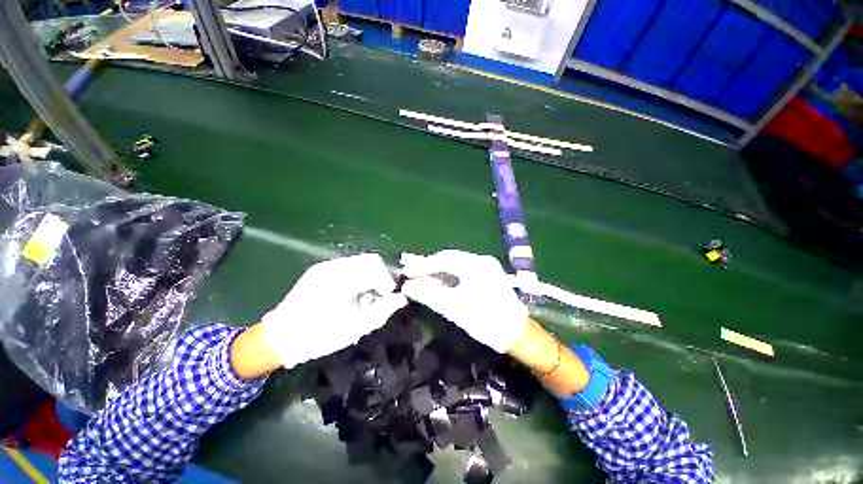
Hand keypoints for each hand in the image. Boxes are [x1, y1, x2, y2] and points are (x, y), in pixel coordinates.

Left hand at [261, 253, 406, 368]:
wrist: (278, 339)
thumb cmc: (316, 336)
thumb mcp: (353, 328)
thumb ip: (381, 311)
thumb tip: (402, 299)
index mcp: (339, 278)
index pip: (375, 266)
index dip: (387, 282)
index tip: (386, 299)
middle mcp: (332, 266)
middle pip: (370, 261)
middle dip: (380, 279)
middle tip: (377, 300)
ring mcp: (325, 267)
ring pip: (361, 264)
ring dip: (370, 279)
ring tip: (363, 301)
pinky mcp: (321, 271)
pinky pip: (350, 268)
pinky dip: (359, 280)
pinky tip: (351, 298)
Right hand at [399, 250, 527, 352]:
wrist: (518, 335)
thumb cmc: (486, 321)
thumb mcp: (455, 309)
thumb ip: (430, 295)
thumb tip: (408, 286)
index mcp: (475, 265)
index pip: (443, 260)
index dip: (422, 265)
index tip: (405, 270)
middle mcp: (481, 260)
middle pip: (448, 259)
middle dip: (428, 265)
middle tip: (410, 271)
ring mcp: (486, 266)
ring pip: (455, 263)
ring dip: (437, 269)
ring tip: (419, 274)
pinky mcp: (487, 275)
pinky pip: (462, 270)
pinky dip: (448, 274)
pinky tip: (437, 279)